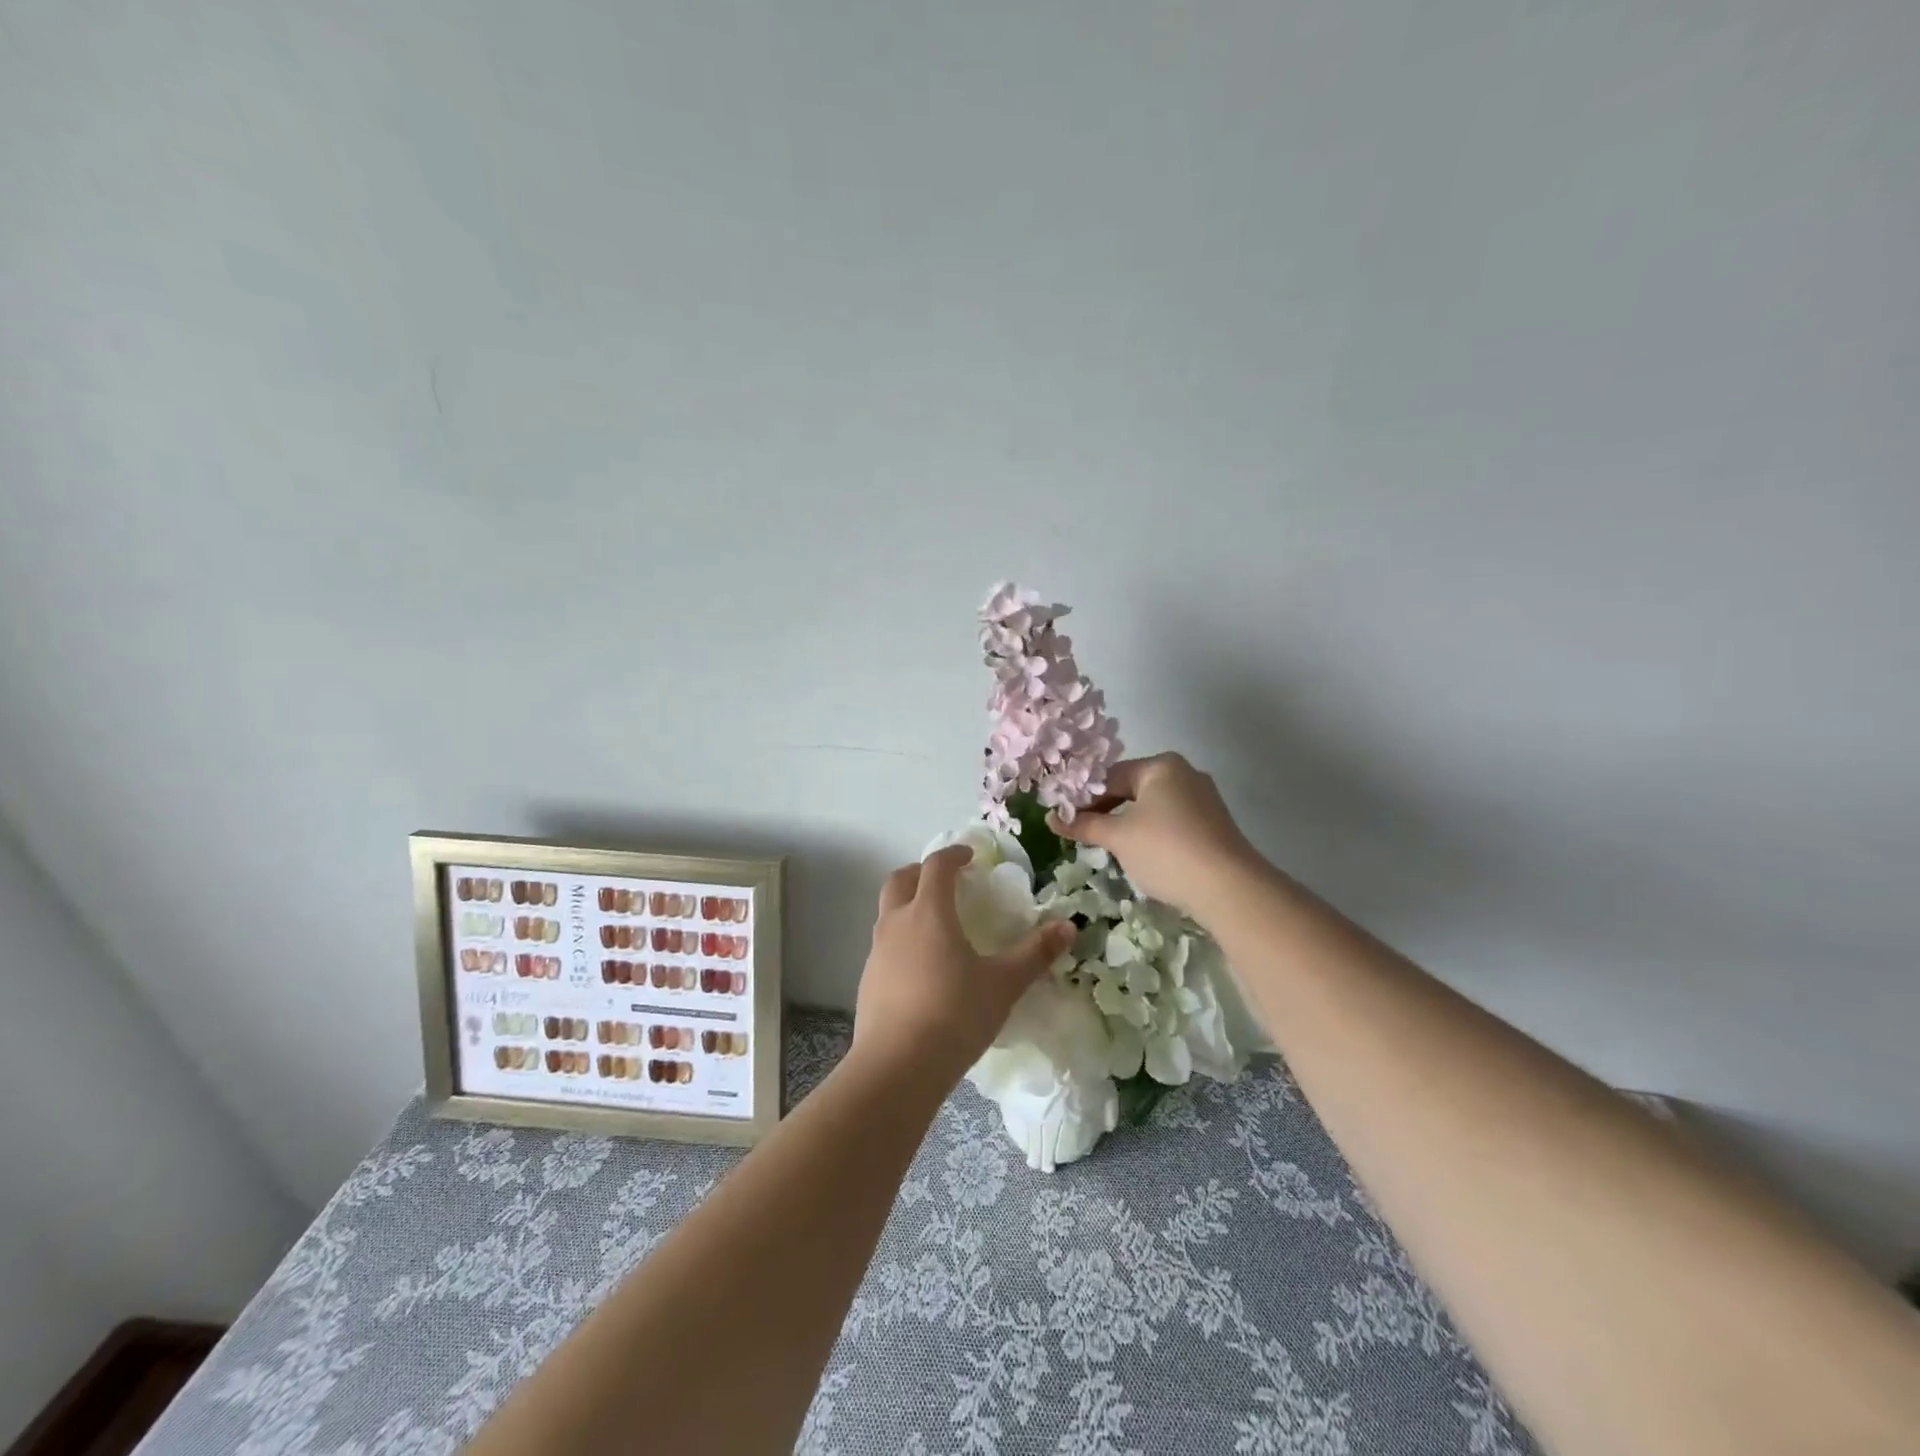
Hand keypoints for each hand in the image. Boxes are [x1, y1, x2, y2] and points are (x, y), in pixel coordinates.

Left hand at [852, 845, 1075, 1088]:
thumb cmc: (955, 1015)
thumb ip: (1035, 953)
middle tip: (947, 881)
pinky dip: (902, 939)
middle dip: (921, 872)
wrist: (897, 1067)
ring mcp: (877, 952)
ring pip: (888, 912)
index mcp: (929, 912)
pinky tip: (923, 967)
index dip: (953, 855)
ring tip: (938, 925)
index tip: (970, 856)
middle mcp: (896, 923)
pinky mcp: (868, 980)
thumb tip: (1068, 926)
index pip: (935, 866)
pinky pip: (885, 944)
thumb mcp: (1003, 984)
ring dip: (909, 905)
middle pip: (900, 879)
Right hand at [1051, 753, 1261, 921]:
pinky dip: (1152, 833)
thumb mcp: (1118, 838)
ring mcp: (1203, 798)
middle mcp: (1184, 773)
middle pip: (1132, 788)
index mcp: (1160, 766)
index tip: (1065, 820)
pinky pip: (1172, 820)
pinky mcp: (1213, 823)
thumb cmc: (1166, 851)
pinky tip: (1143, 855)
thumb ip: (1084, 825)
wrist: (1229, 888)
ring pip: (1152, 806)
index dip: (1083, 798)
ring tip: (1109, 847)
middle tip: (1083, 834)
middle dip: (1106, 811)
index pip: (1109, 776)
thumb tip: (1051, 819)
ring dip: (1127, 823)